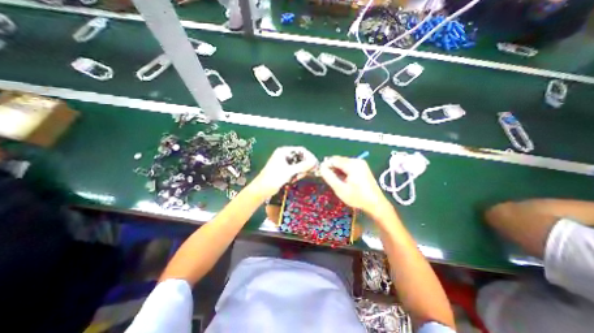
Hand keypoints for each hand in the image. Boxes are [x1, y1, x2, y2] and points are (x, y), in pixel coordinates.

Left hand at [251, 147, 316, 198]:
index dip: (309, 156)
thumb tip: (314, 162)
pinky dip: (297, 174)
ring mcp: (284, 163)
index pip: (301, 150)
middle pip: (300, 157)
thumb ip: (302, 166)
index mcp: (283, 151)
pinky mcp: (284, 170)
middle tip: (309, 172)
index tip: (315, 164)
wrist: (261, 189)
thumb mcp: (289, 171)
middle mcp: (284, 155)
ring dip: (301, 171)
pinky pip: (294, 170)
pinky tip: (294, 179)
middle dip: (305, 165)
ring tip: (298, 177)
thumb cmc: (274, 178)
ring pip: (298, 164)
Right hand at [320, 156, 389, 215]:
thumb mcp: (340, 189)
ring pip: (343, 163)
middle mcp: (357, 161)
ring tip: (336, 182)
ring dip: (337, 171)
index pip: (333, 159)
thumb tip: (321, 167)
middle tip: (329, 180)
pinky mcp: (362, 167)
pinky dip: (343, 172)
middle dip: (332, 168)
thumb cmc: (357, 198)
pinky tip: (343, 180)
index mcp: (352, 164)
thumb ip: (329, 177)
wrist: (376, 204)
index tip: (321, 174)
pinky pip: (348, 166)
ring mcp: (361, 164)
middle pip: (339, 160)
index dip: (325, 166)